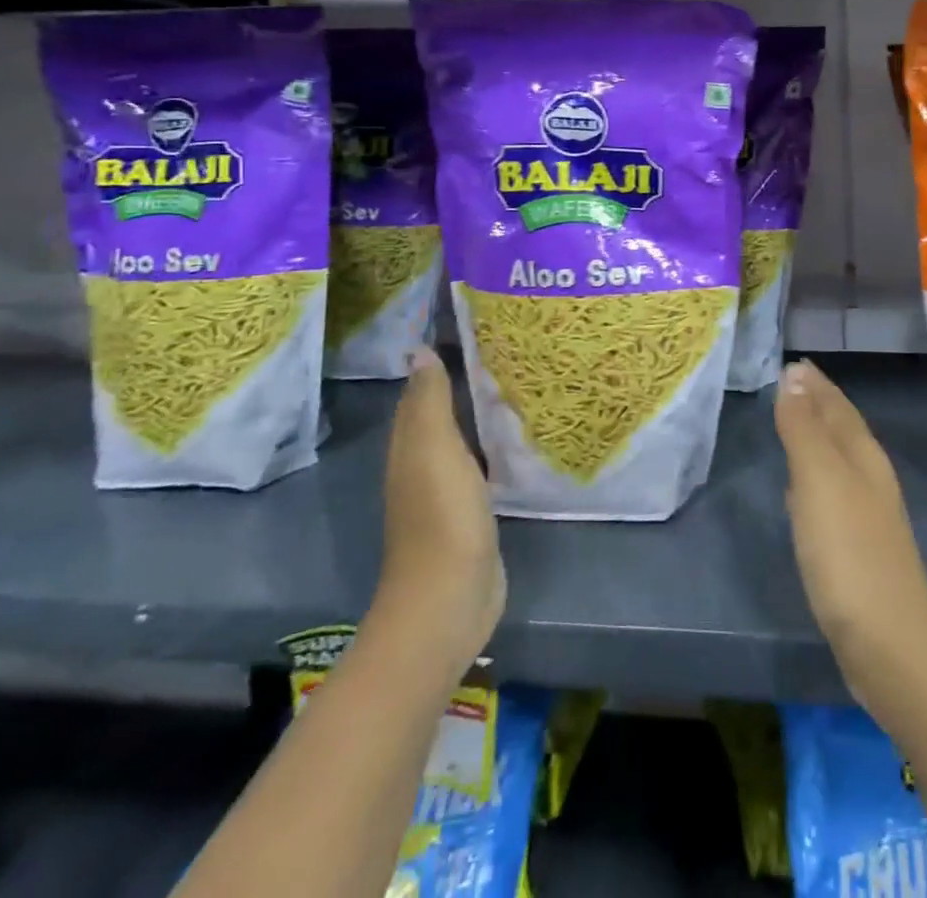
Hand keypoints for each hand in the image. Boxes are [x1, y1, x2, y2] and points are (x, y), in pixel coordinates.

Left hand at [371, 347, 504, 670]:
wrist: (450, 597)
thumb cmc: (443, 516)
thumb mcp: (435, 449)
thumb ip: (430, 402)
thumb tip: (420, 350)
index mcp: (409, 447)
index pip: (419, 393)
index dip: (438, 361)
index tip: (471, 329)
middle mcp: (422, 465)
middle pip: (439, 414)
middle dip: (463, 382)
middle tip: (504, 349)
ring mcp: (447, 492)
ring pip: (461, 439)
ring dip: (480, 414)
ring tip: (517, 382)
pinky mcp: (470, 513)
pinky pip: (481, 466)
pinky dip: (493, 446)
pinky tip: (517, 437)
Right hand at [775, 361, 926, 713]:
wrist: (890, 645)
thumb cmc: (849, 553)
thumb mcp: (819, 481)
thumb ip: (804, 428)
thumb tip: (794, 375)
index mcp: (862, 456)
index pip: (837, 405)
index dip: (815, 383)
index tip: (795, 362)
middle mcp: (870, 478)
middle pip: (842, 428)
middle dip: (818, 403)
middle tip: (792, 382)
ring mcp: (867, 515)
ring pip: (838, 459)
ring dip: (817, 436)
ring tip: (794, 421)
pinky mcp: (857, 549)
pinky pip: (831, 493)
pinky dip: (814, 476)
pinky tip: (802, 488)